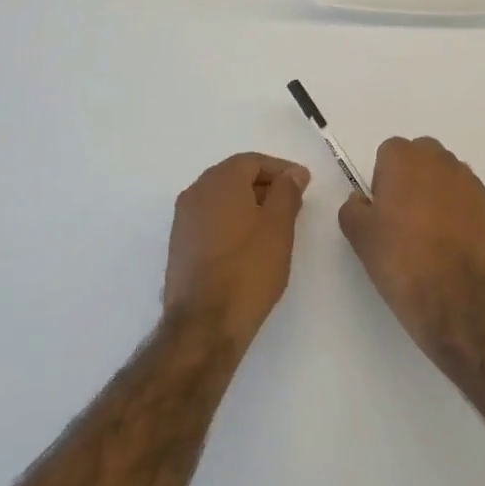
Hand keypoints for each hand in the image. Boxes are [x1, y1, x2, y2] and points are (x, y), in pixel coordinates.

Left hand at [164, 153, 310, 348]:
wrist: (204, 324)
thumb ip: (287, 192)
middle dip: (265, 185)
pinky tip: (250, 244)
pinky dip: (232, 221)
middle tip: (293, 203)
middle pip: (234, 176)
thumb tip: (293, 173)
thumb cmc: (248, 269)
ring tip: (276, 225)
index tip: (304, 184)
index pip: (252, 161)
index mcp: (219, 181)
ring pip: (221, 198)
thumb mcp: (279, 227)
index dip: (281, 169)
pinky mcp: (180, 245)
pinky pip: (211, 219)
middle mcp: (195, 193)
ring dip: (249, 204)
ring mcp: (183, 220)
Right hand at [339, 137, 484, 353]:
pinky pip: (471, 202)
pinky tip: (455, 247)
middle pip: (423, 158)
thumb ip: (352, 208)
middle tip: (405, 218)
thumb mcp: (359, 236)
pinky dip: (463, 215)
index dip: (383, 179)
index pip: (390, 152)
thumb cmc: (400, 260)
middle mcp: (442, 161)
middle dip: (414, 178)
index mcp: (406, 159)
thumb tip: (361, 200)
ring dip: (440, 194)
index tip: (383, 209)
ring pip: (450, 178)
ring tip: (433, 236)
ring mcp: (473, 184)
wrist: (455, 299)